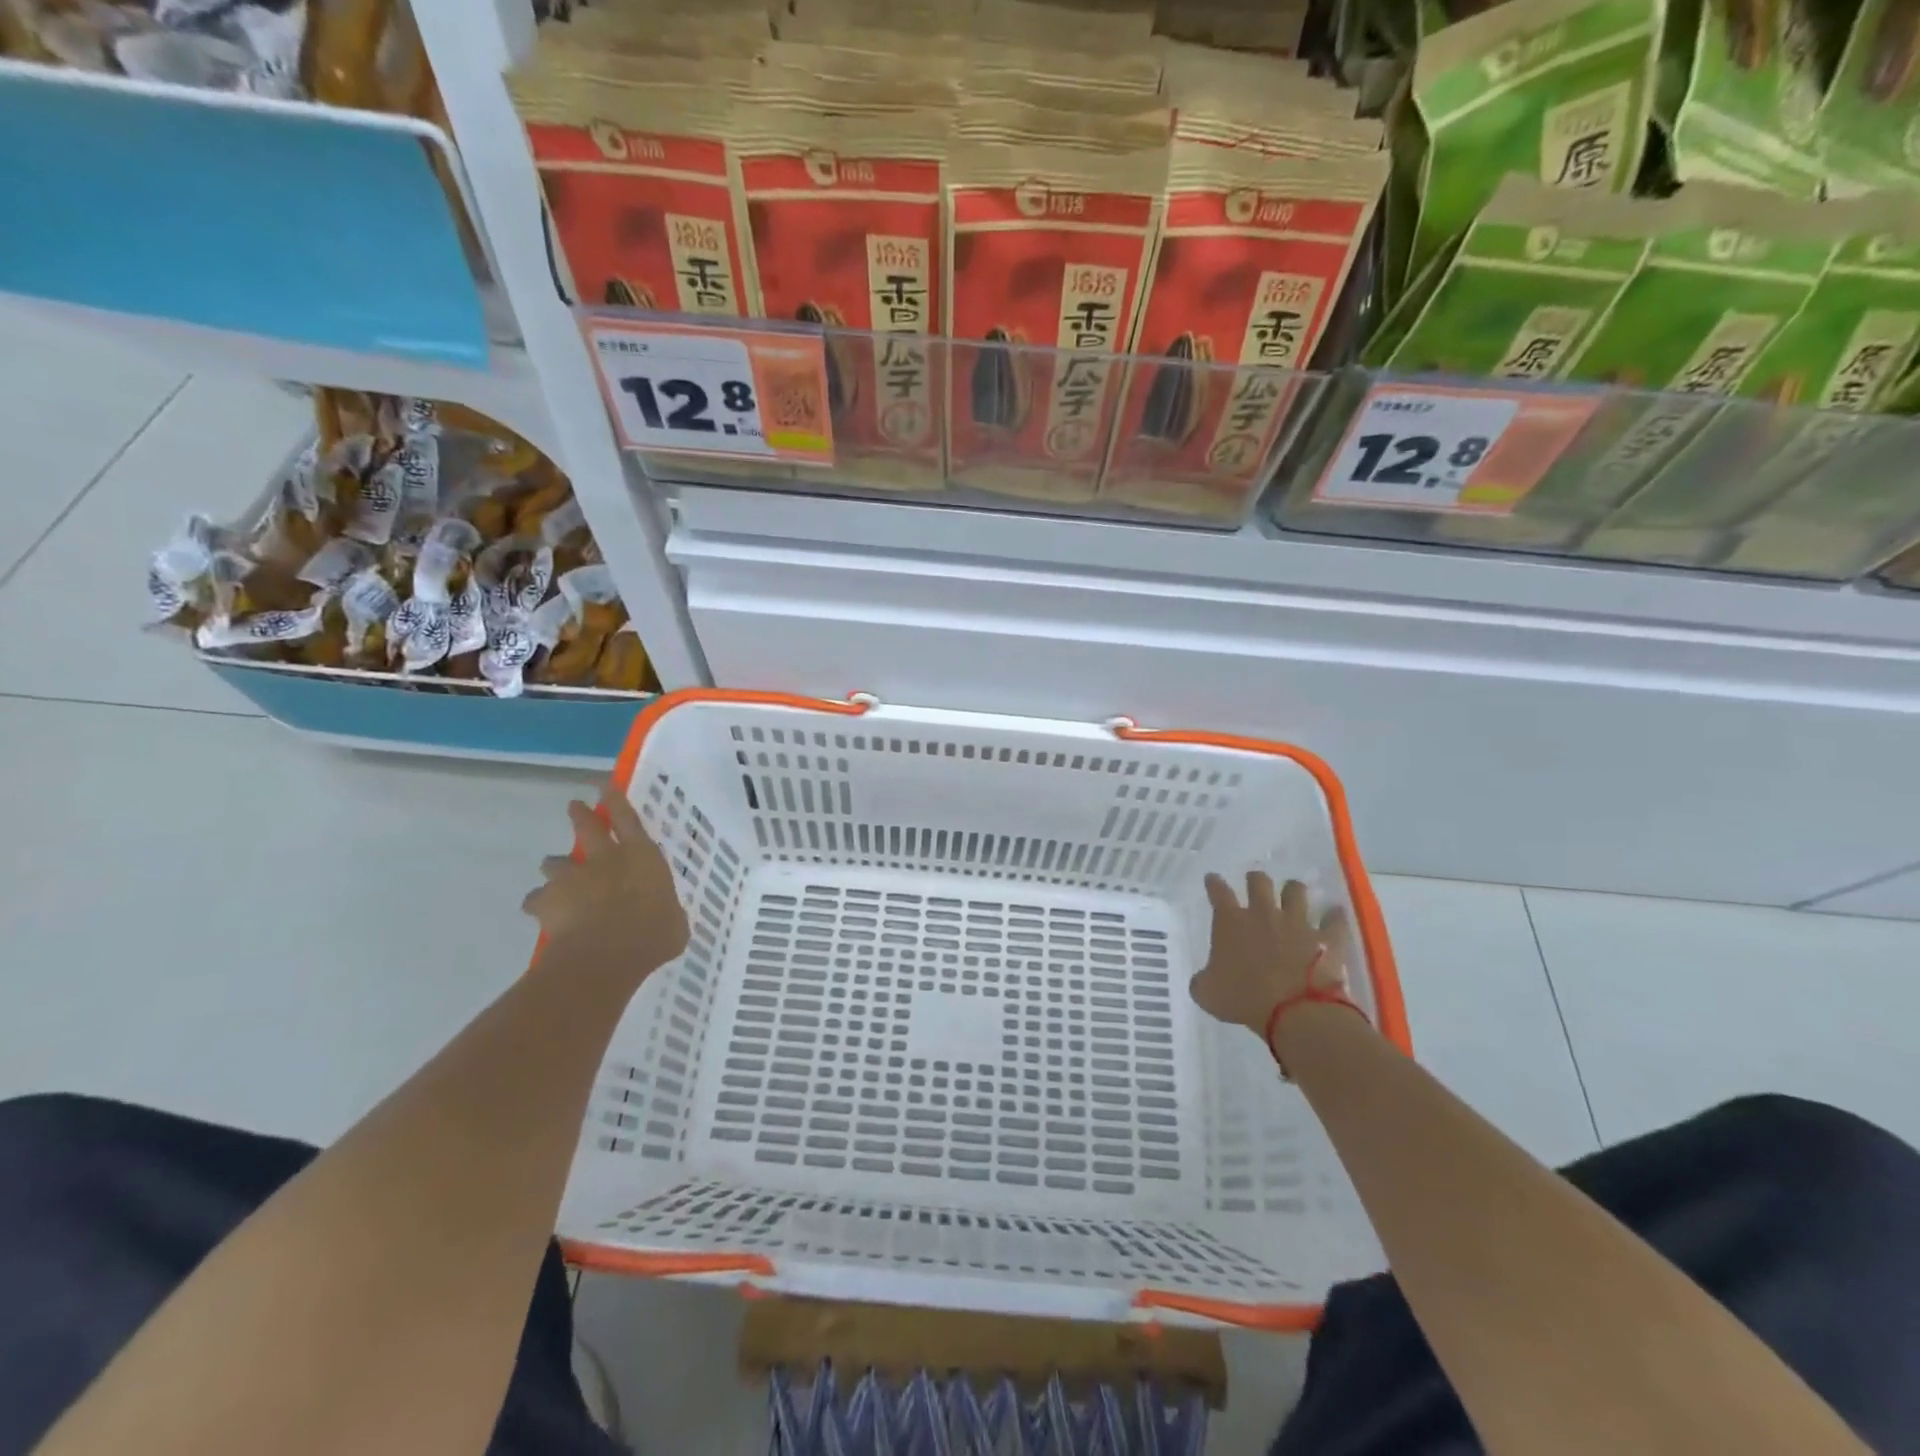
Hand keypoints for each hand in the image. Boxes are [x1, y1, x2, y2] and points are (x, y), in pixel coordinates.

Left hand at [523, 787, 688, 980]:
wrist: (606, 954)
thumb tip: (666, 918)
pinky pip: (536, 901)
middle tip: (573, 806)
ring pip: (555, 863)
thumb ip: (666, 912)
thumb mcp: (674, 922)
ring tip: (556, 879)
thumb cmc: (654, 934)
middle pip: (588, 828)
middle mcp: (606, 859)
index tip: (605, 785)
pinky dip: (539, 905)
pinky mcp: (547, 902)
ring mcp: (573, 878)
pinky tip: (544, 916)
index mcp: (642, 857)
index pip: (629, 819)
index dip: (616, 800)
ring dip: (556, 868)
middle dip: (580, 815)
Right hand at [1190, 873, 1354, 1037]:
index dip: (1214, 883)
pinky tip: (1335, 915)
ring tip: (1292, 894)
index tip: (1213, 878)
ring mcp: (1297, 923)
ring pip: (1296, 891)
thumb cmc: (1244, 1000)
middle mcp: (1263, 914)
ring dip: (1292, 891)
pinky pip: (1334, 920)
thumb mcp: (1208, 994)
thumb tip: (1203, 980)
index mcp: (1231, 922)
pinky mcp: (1326, 938)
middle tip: (1255, 884)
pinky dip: (1334, 917)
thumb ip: (1203, 981)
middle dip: (1255, 880)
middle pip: (1259, 882)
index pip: (1218, 892)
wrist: (1295, 1012)